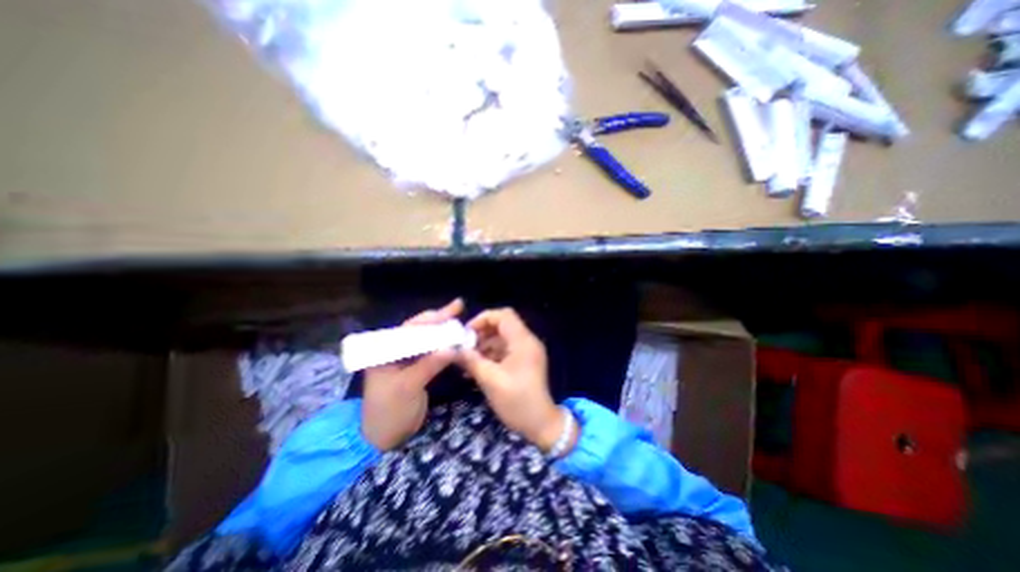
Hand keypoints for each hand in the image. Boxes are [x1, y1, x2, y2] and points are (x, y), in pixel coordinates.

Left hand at [361, 300, 462, 450]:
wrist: (385, 437)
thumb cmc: (389, 411)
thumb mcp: (408, 387)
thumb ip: (429, 365)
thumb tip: (453, 348)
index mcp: (385, 352)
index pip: (410, 329)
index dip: (431, 320)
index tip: (450, 311)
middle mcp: (395, 351)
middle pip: (419, 330)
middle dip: (439, 319)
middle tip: (459, 307)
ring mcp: (407, 359)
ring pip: (427, 340)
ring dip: (443, 331)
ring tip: (460, 320)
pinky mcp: (417, 368)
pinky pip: (432, 352)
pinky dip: (444, 346)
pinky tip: (455, 340)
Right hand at [461, 309, 575, 455]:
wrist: (541, 424)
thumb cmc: (517, 401)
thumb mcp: (490, 380)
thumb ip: (471, 361)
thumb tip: (453, 349)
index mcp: (523, 341)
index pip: (504, 315)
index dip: (483, 319)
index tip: (466, 333)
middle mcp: (527, 341)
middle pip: (502, 325)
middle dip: (481, 334)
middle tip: (464, 347)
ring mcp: (527, 352)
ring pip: (502, 338)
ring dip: (484, 346)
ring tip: (467, 360)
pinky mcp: (524, 362)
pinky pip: (505, 350)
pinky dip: (491, 355)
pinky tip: (477, 368)